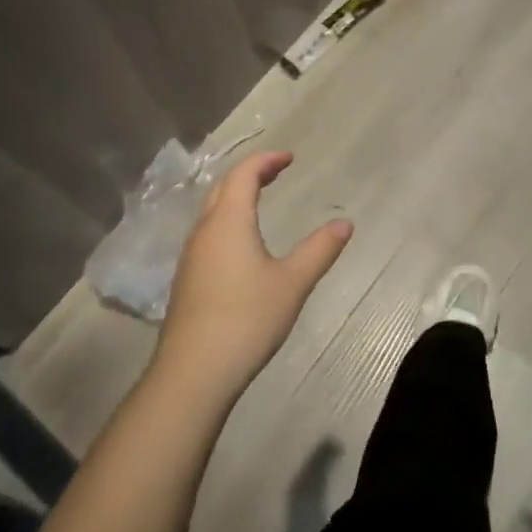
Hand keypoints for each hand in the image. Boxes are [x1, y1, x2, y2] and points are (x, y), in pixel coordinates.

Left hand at [153, 151, 351, 401]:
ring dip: (235, 196)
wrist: (192, 374)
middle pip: (223, 187)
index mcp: (229, 222)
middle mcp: (204, 231)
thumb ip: (319, 250)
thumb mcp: (292, 283)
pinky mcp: (186, 280)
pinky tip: (241, 244)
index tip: (290, 158)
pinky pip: (207, 233)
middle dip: (250, 173)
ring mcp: (191, 257)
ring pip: (211, 211)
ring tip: (260, 199)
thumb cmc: (246, 319)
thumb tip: (345, 223)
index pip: (243, 174)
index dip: (266, 160)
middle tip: (276, 171)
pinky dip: (227, 220)